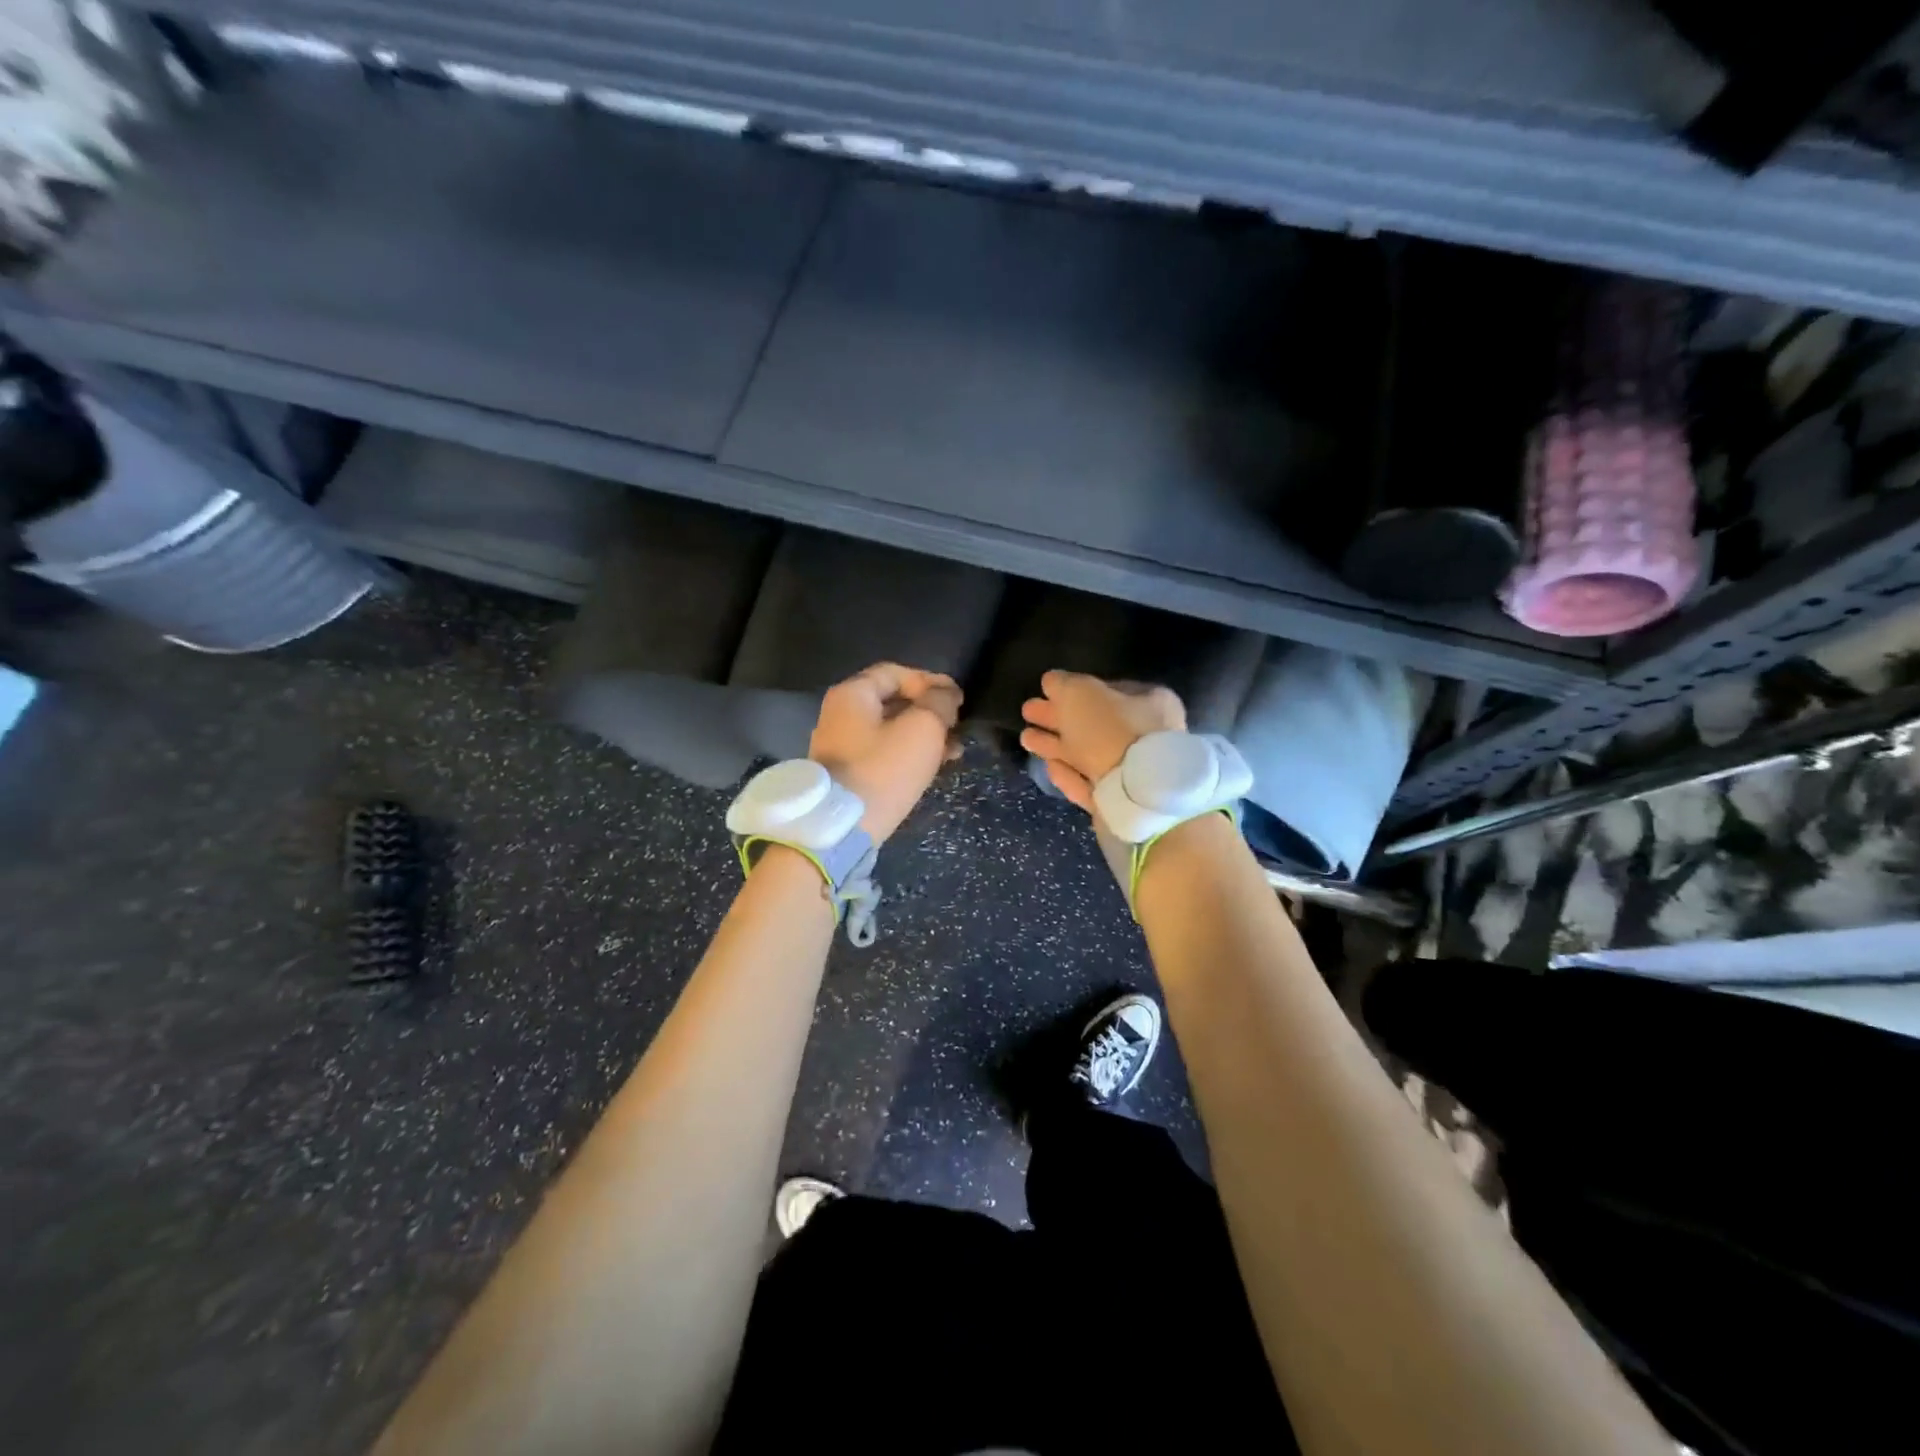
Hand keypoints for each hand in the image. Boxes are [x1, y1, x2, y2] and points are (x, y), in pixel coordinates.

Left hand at [811, 663, 963, 842]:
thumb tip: (946, 694)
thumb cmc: (883, 770)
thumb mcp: (922, 729)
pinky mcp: (848, 773)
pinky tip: (934, 766)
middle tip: (958, 725)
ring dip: (925, 735)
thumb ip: (939, 703)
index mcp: (853, 694)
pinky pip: (884, 752)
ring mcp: (841, 745)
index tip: (959, 699)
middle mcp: (841, 714)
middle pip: (893, 701)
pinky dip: (909, 753)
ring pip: (892, 729)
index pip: (897, 673)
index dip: (931, 681)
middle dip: (930, 711)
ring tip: (955, 751)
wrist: (842, 828)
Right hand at [1019, 670, 1185, 814]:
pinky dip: (1068, 774)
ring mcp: (1135, 772)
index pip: (1109, 689)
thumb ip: (1063, 684)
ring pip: (1088, 755)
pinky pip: (1089, 783)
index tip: (1046, 692)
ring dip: (1056, 746)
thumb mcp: (1080, 694)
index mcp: (1150, 703)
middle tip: (1028, 713)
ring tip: (1026, 739)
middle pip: (1094, 724)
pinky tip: (1049, 767)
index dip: (1075, 689)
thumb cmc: (1110, 732)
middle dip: (1058, 719)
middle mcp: (1147, 736)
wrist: (1134, 797)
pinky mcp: (1120, 802)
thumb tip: (1052, 681)